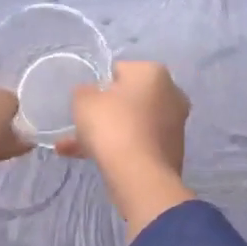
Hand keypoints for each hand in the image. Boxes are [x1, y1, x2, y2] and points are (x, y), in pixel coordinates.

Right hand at [57, 61, 194, 237]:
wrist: (140, 175)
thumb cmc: (112, 126)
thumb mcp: (83, 101)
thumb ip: (84, 92)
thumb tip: (90, 95)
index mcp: (153, 72)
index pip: (119, 70)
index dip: (98, 85)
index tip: (85, 102)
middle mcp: (171, 93)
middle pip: (128, 99)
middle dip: (103, 112)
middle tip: (80, 125)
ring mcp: (175, 124)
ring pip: (131, 123)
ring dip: (105, 133)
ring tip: (71, 149)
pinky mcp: (172, 150)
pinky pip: (138, 143)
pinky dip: (118, 148)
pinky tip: (90, 160)